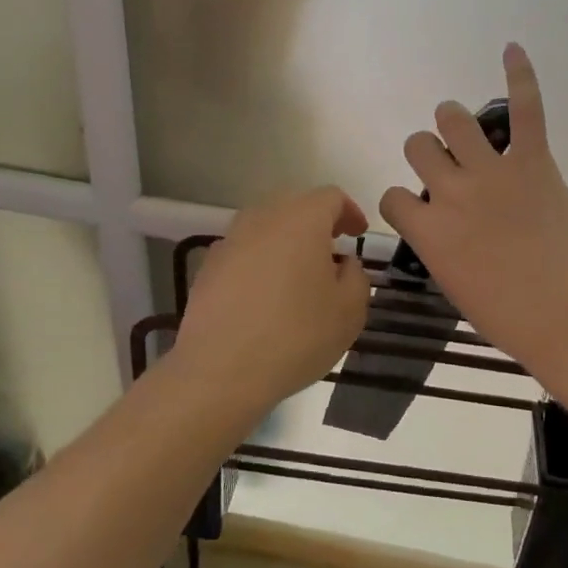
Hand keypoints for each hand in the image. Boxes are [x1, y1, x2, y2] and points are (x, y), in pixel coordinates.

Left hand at [174, 187, 370, 409]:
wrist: (220, 371)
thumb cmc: (296, 335)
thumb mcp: (349, 311)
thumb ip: (357, 277)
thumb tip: (344, 263)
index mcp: (302, 219)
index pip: (331, 197)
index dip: (350, 212)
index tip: (359, 235)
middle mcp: (263, 218)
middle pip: (296, 206)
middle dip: (318, 223)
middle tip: (332, 252)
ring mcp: (230, 241)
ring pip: (267, 227)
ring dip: (287, 242)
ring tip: (299, 275)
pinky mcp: (208, 267)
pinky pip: (244, 251)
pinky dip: (261, 262)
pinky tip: (266, 296)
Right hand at [378, 45, 567, 379]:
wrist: (567, 318)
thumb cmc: (509, 317)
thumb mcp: (456, 286)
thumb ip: (442, 247)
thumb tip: (446, 228)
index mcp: (428, 232)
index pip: (392, 196)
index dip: (404, 201)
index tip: (421, 210)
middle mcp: (451, 193)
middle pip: (419, 146)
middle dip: (428, 154)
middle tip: (450, 168)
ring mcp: (492, 173)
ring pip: (454, 119)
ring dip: (454, 122)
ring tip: (466, 130)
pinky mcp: (534, 163)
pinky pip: (525, 110)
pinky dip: (520, 77)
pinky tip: (512, 49)